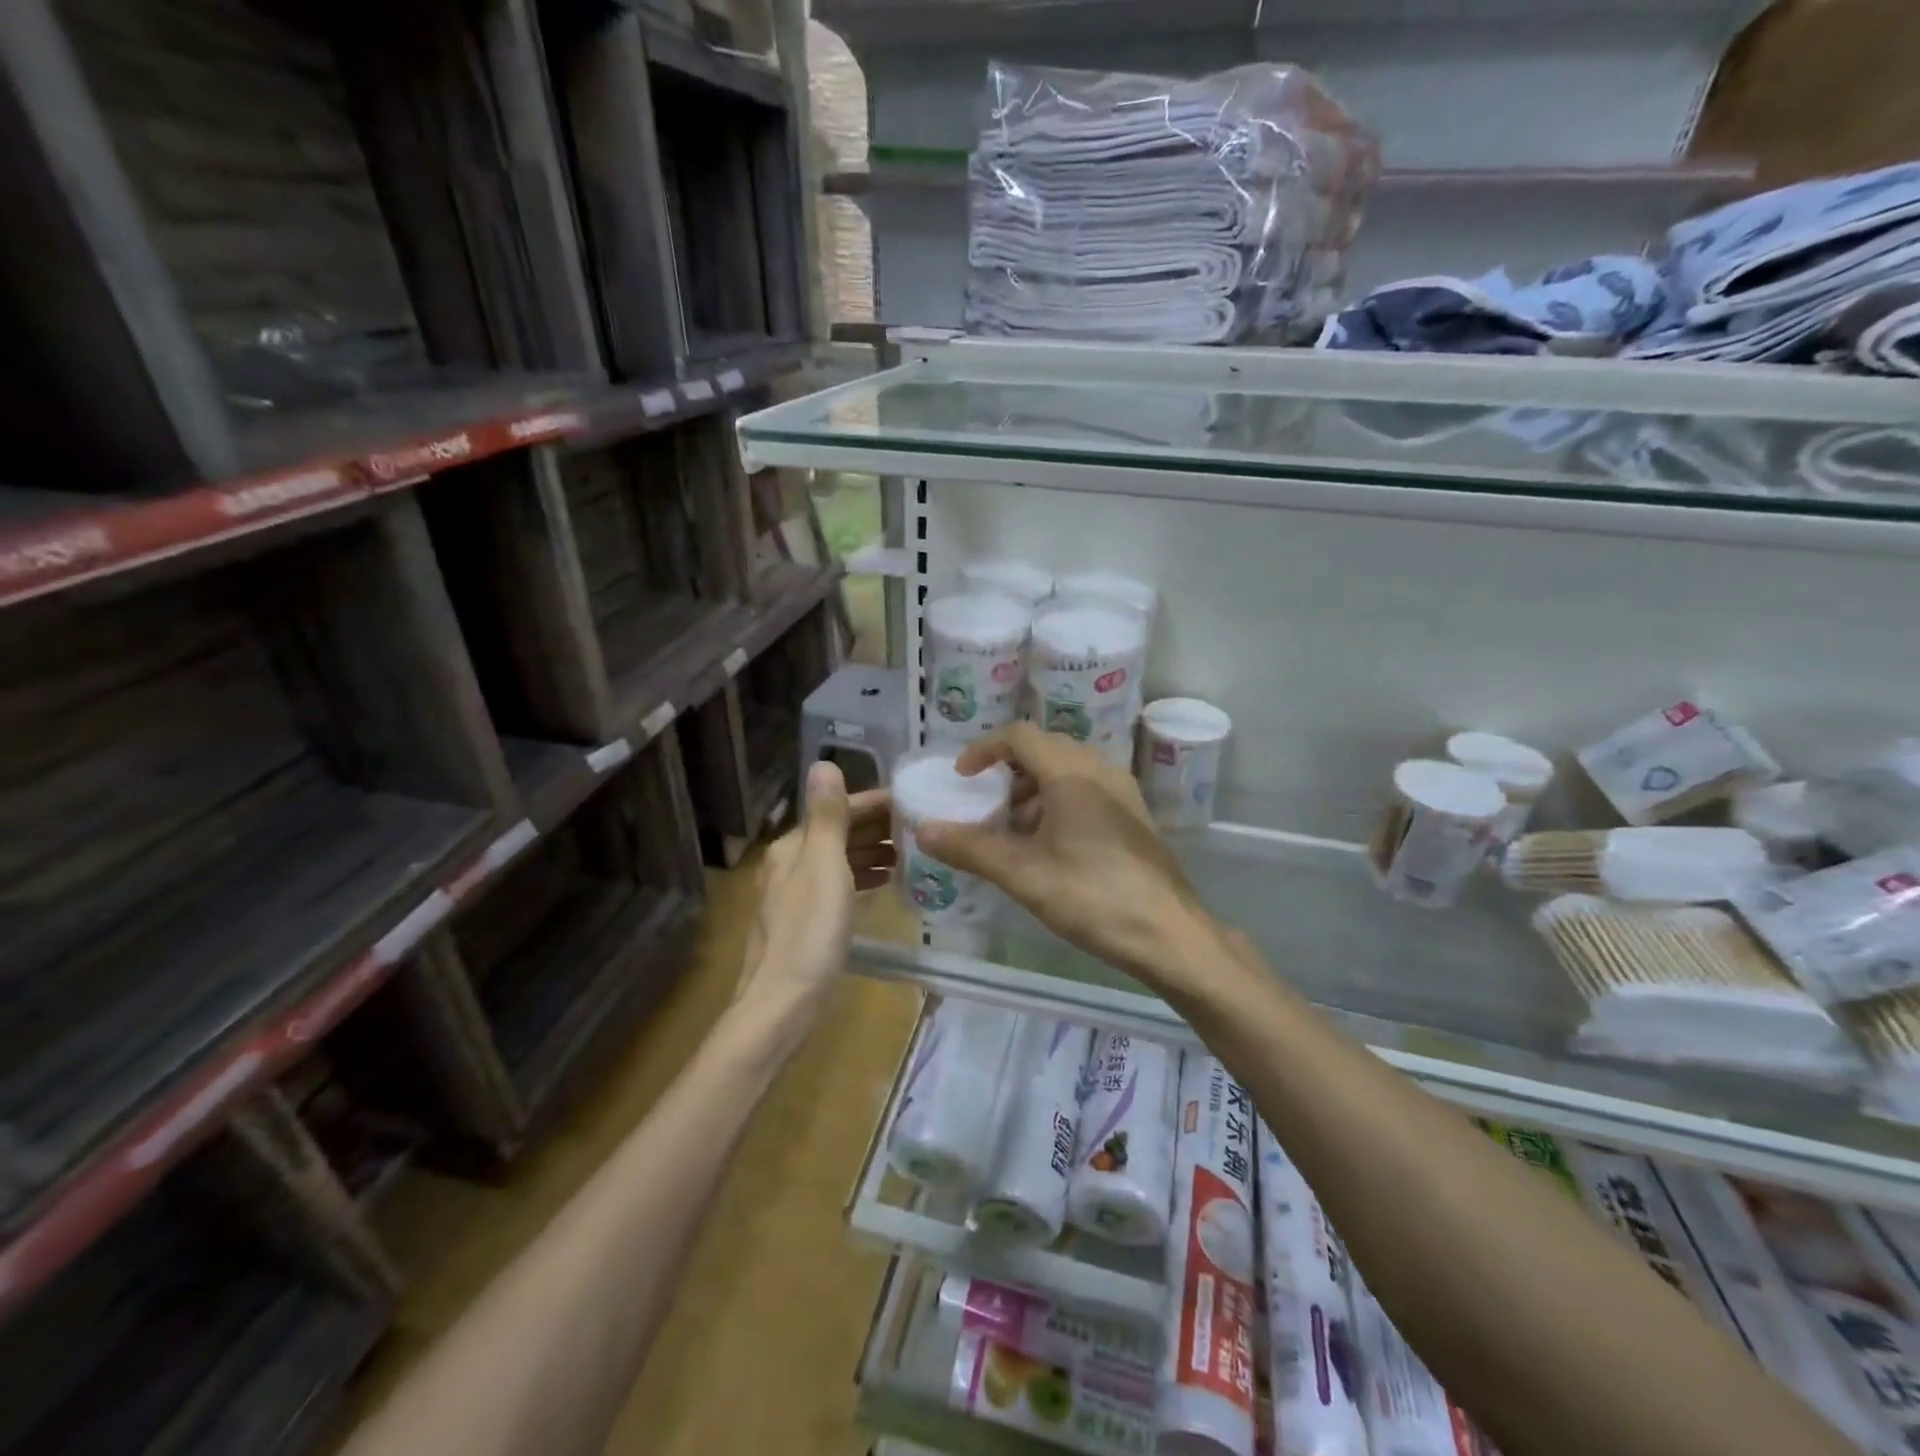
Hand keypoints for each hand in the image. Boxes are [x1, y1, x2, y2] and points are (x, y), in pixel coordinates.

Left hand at [736, 762, 892, 1026]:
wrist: (783, 1005)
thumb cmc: (810, 933)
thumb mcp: (824, 868)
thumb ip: (828, 817)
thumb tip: (824, 762)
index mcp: (793, 847)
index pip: (839, 810)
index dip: (877, 803)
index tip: (917, 802)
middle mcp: (791, 864)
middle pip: (839, 833)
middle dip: (879, 827)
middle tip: (924, 827)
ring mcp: (798, 895)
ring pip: (841, 860)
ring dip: (874, 851)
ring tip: (913, 853)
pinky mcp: (808, 922)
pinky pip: (842, 886)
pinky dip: (864, 877)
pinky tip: (886, 883)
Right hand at [915, 724, 1226, 990]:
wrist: (1169, 934)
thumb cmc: (1092, 897)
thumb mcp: (1023, 874)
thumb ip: (971, 848)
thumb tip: (923, 830)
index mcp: (1072, 773)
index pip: (1020, 736)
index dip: (984, 750)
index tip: (962, 777)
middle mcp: (1100, 770)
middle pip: (1044, 750)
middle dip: (1008, 773)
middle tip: (986, 806)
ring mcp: (1123, 792)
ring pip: (1067, 772)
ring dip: (1033, 791)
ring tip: (1014, 832)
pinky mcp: (1134, 817)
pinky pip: (1087, 791)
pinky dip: (1058, 804)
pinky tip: (1050, 847)